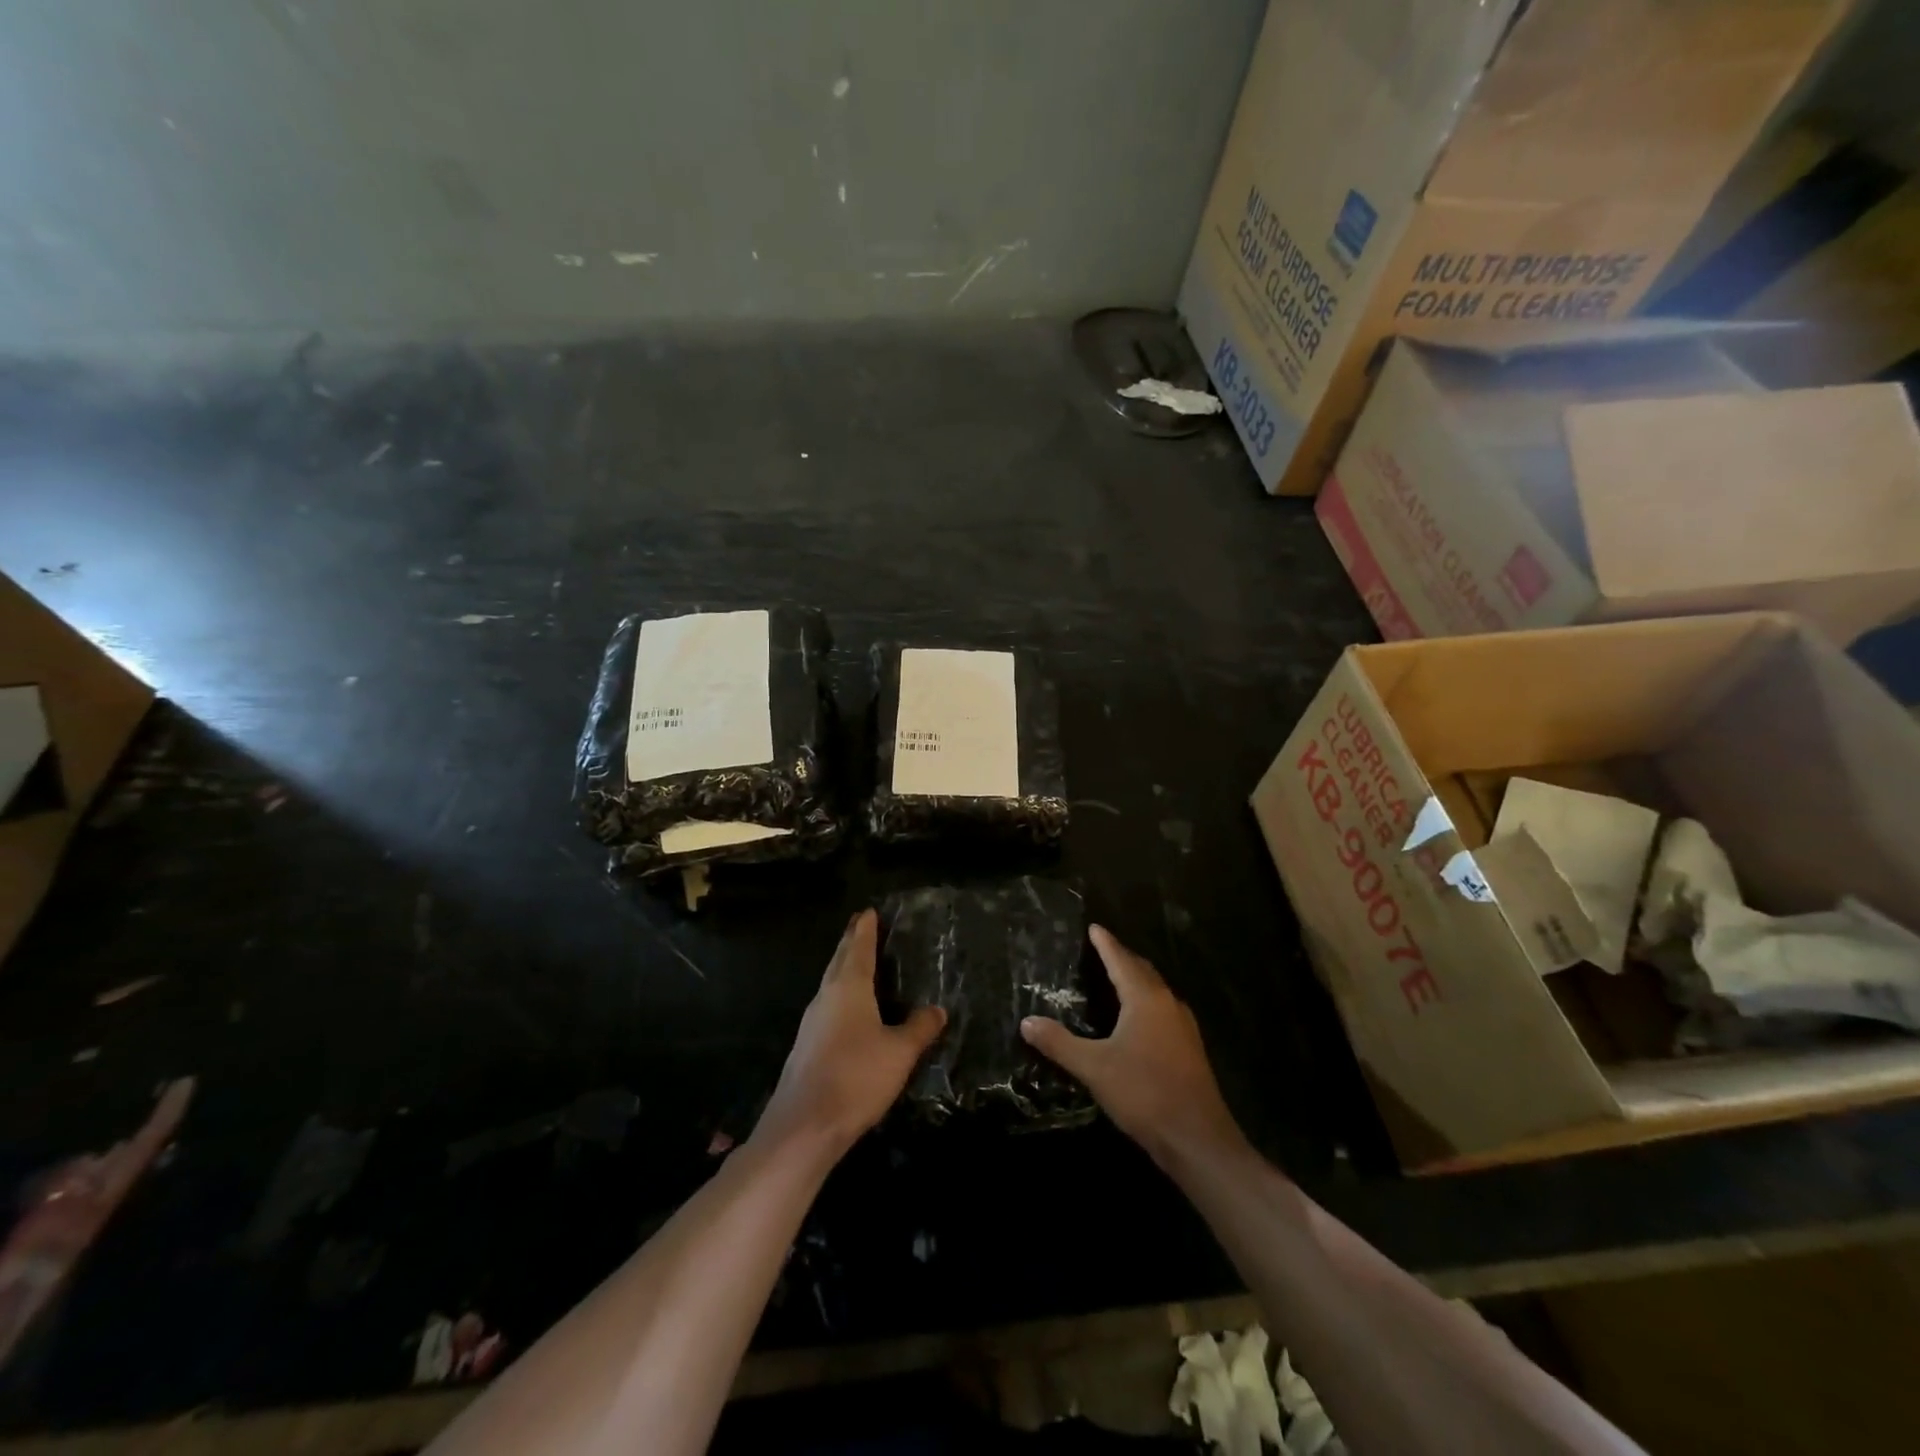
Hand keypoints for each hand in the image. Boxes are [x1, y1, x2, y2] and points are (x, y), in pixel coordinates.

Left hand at [756, 910, 945, 1156]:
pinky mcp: (807, 1046)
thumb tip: (937, 1009)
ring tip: (859, 963)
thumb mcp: (899, 1052)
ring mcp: (812, 1022)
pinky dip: (841, 995)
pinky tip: (850, 1010)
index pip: (858, 948)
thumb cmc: (856, 1077)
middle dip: (851, 942)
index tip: (868, 911)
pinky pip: (828, 1007)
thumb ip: (919, 1028)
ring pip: (831, 984)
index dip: (865, 929)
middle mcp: (826, 997)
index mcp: (848, 988)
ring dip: (844, 968)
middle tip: (862, 926)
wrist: (803, 1127)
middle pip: (839, 961)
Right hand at [1021, 926, 1245, 1168]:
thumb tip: (1027, 1022)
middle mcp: (1167, 1003)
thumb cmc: (1143, 1092)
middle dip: (1122, 957)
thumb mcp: (1094, 1067)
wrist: (1197, 1138)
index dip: (1105, 943)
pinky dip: (1146, 1001)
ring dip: (1136, 979)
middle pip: (1142, 970)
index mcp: (1145, 999)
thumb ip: (1059, 1043)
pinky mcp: (1189, 1048)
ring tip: (1116, 976)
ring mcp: (1183, 1026)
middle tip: (1102, 948)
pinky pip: (1163, 1009)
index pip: (1121, 960)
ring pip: (1156, 990)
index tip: (1094, 927)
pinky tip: (1136, 1017)